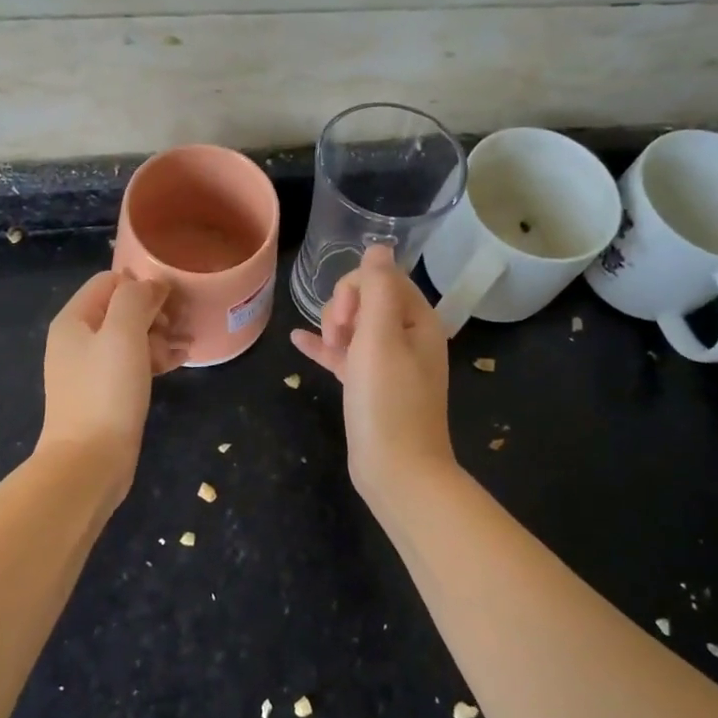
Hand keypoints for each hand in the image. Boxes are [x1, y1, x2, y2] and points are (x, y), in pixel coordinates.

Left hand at [37, 271, 182, 490]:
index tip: (171, 303)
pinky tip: (178, 362)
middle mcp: (77, 340)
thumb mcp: (123, 333)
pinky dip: (153, 359)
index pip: (110, 281)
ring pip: (130, 338)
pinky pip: (131, 364)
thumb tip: (152, 286)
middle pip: (121, 309)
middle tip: (179, 327)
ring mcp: (89, 369)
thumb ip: (135, 299)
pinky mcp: (104, 394)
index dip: (142, 286)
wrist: (89, 461)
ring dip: (159, 336)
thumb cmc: (106, 391)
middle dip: (154, 313)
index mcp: (74, 320)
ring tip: (186, 346)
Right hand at [290, 245, 455, 500]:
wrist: (397, 470)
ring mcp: (389, 364)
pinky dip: (325, 347)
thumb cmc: (388, 400)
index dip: (356, 289)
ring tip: (326, 346)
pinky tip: (299, 342)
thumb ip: (378, 288)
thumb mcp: (381, 336)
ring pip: (354, 326)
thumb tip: (378, 247)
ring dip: (333, 327)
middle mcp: (408, 337)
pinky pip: (345, 355)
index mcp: (418, 321)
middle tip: (339, 337)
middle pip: (367, 299)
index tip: (345, 319)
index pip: (382, 278)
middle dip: (343, 308)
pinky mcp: (370, 387)